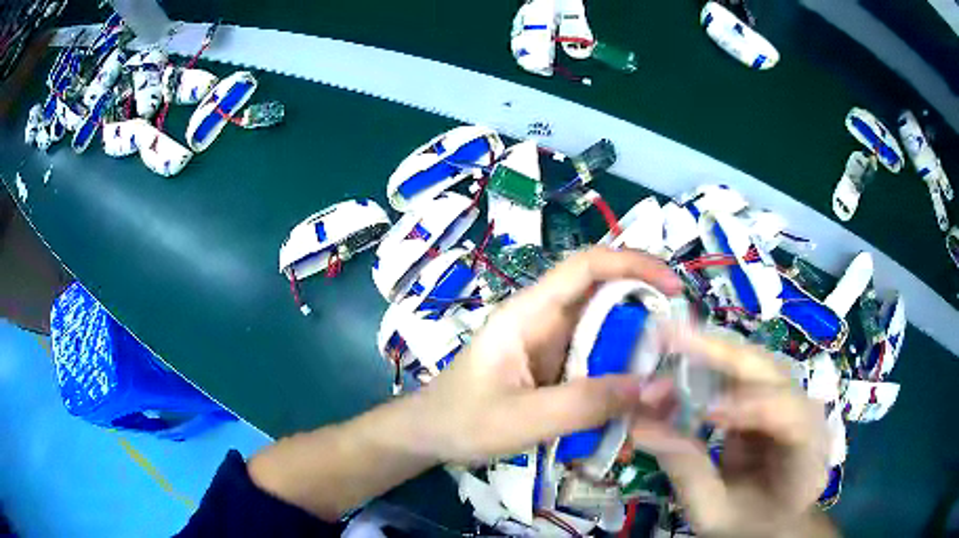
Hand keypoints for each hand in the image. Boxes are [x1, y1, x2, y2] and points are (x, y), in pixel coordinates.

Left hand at [411, 247, 681, 462]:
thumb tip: (658, 388)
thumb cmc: (462, 421)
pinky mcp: (554, 367)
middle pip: (604, 296)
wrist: (429, 436)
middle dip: (647, 311)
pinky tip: (634, 400)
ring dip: (637, 349)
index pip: (587, 266)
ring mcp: (550, 343)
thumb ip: (588, 405)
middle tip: (682, 344)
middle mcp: (544, 319)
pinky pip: (596, 360)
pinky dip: (620, 374)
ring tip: (666, 377)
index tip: (675, 288)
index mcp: (529, 313)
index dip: (634, 264)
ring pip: (605, 330)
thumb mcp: (525, 418)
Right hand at [634, 331, 830, 536]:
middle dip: (723, 354)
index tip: (705, 413)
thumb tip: (642, 427)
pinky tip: (679, 362)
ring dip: (709, 354)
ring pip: (753, 363)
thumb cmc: (746, 523)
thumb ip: (688, 472)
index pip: (790, 415)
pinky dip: (707, 366)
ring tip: (668, 345)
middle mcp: (805, 414)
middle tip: (672, 338)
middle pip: (772, 372)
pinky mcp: (768, 396)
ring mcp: (789, 399)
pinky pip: (739, 374)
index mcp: (807, 454)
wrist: (768, 519)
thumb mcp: (714, 511)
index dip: (752, 406)